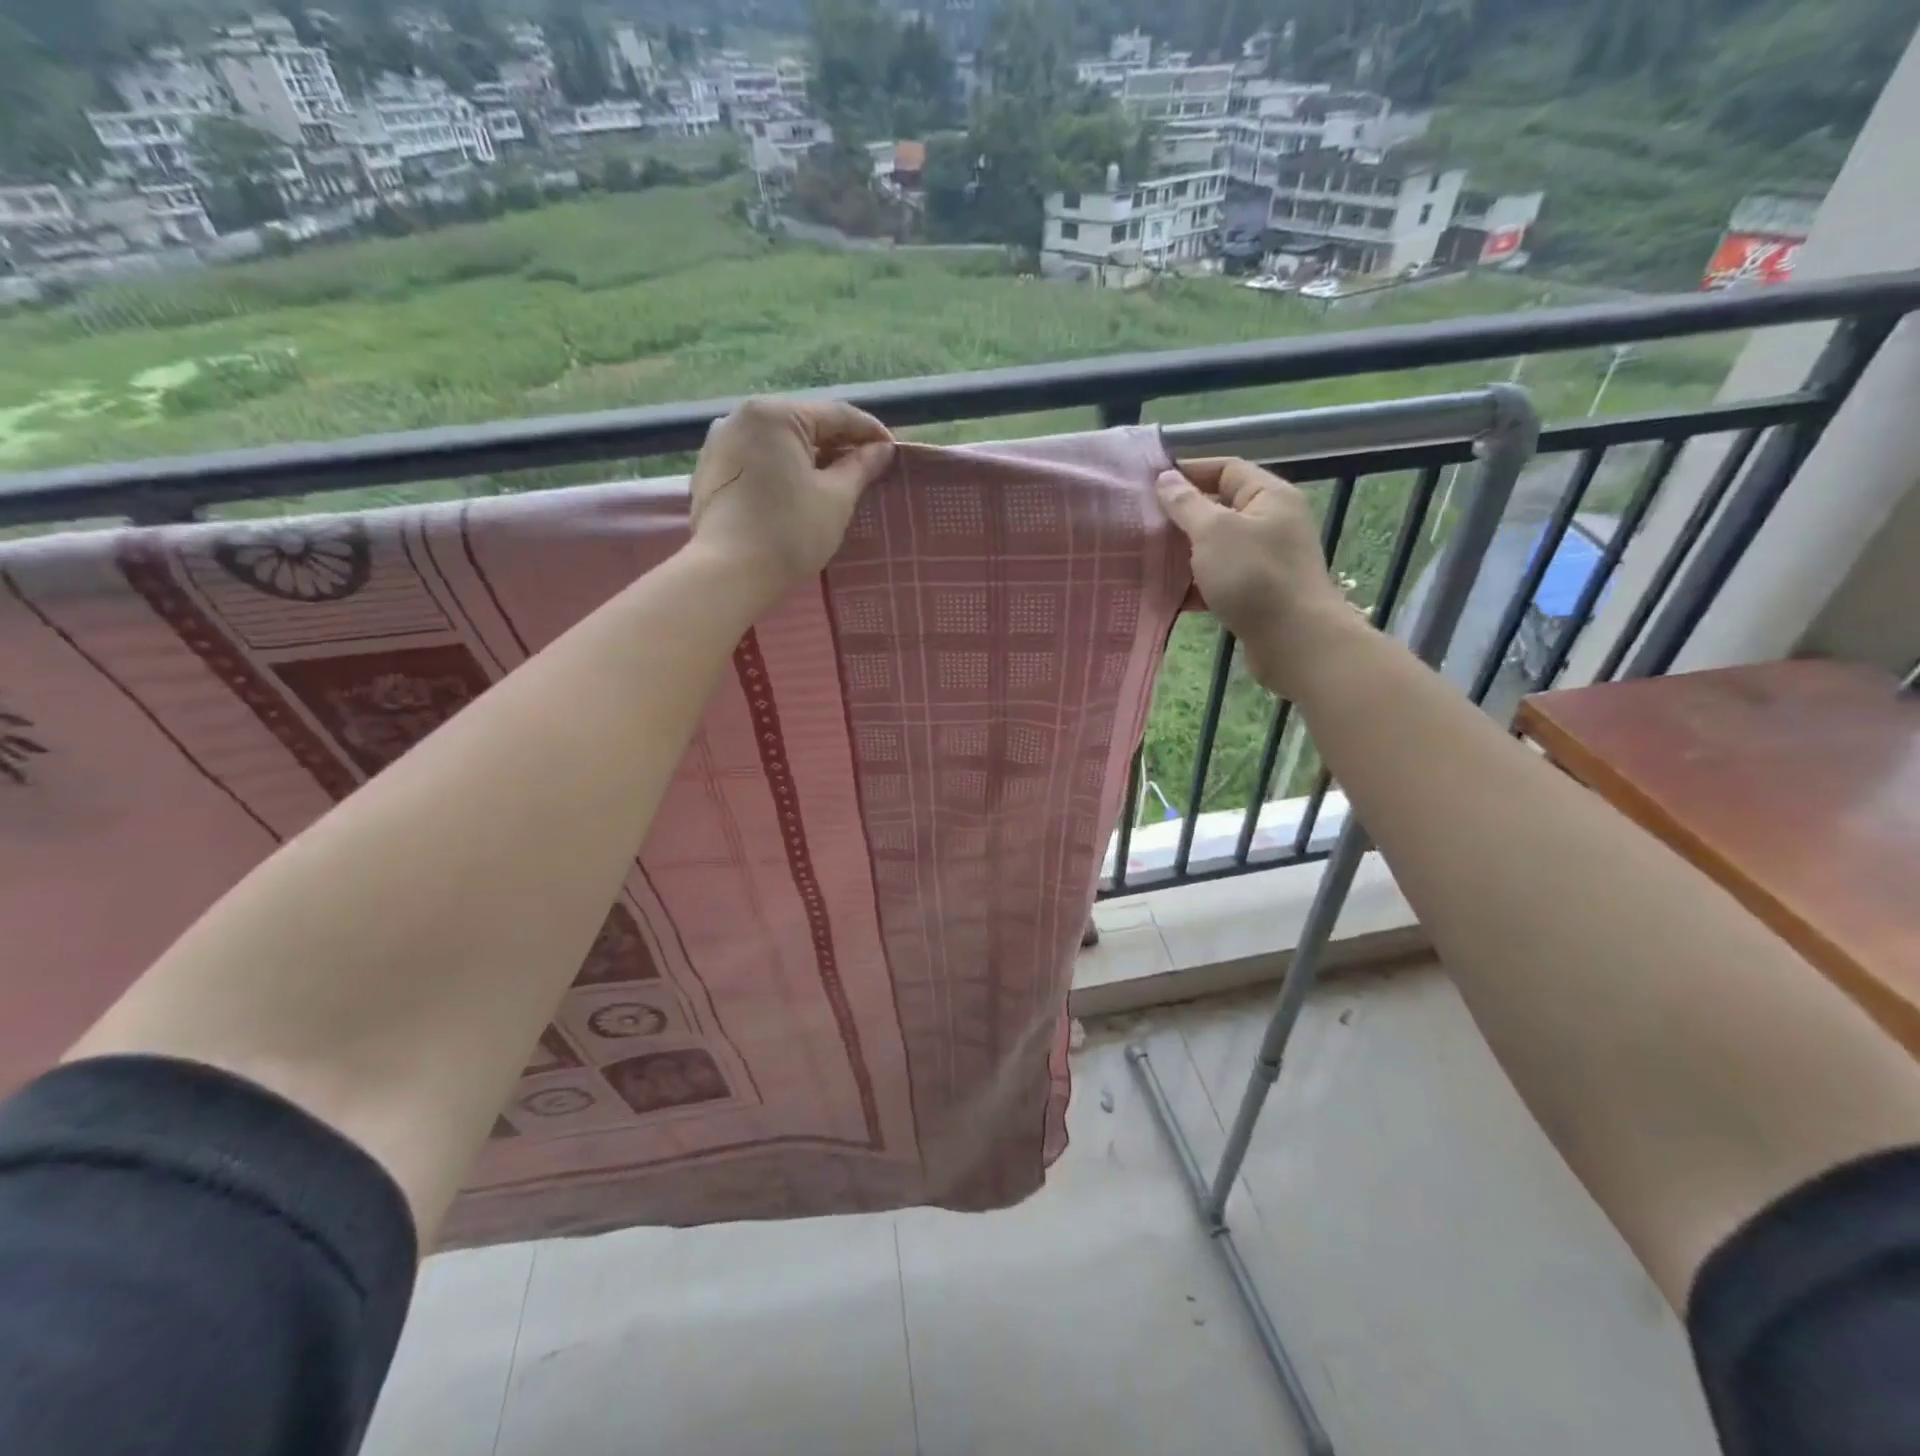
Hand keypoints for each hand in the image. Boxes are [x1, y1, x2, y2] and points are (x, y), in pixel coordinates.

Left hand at [688, 397, 894, 596]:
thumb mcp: (837, 499)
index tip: (893, 452)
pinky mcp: (710, 472)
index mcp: (775, 414)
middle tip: (868, 469)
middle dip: (838, 445)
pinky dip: (783, 471)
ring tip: (836, 482)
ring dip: (810, 459)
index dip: (870, 432)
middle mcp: (741, 417)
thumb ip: (861, 467)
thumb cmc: (790, 532)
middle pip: (804, 425)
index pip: (836, 414)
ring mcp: (720, 443)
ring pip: (779, 444)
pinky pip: (757, 461)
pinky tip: (799, 493)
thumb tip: (882, 450)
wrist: (728, 574)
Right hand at [1156, 458, 1353, 693]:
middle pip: (1220, 509)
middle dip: (1181, 516)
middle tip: (1140, 523)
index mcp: (1268, 497)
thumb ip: (1186, 504)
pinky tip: (1165, 593)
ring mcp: (1265, 561)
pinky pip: (1219, 580)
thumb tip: (1166, 478)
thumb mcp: (1214, 532)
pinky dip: (1194, 585)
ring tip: (1145, 558)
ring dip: (1183, 553)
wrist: (1294, 641)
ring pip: (1216, 548)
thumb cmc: (1254, 576)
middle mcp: (1271, 523)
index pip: (1226, 469)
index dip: (1189, 471)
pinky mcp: (1256, 594)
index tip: (1149, 483)